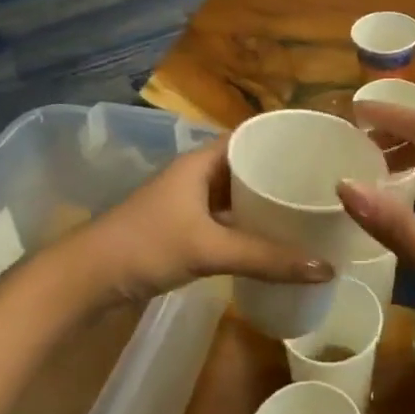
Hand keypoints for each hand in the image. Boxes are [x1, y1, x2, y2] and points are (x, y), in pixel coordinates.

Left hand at [76, 136, 332, 304]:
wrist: (87, 278)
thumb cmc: (147, 245)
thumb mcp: (208, 248)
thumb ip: (266, 258)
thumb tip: (326, 266)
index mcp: (201, 160)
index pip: (251, 136)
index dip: (283, 138)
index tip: (320, 146)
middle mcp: (197, 173)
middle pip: (246, 165)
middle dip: (280, 173)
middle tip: (321, 184)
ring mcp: (188, 201)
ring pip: (236, 193)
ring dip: (264, 200)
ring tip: (306, 209)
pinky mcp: (183, 227)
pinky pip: (226, 216)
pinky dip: (248, 223)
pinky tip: (272, 238)